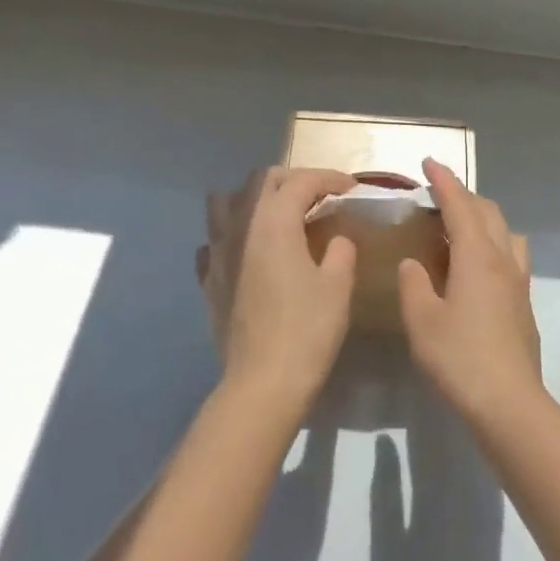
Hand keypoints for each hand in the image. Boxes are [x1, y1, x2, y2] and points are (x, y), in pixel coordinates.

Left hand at [197, 166, 358, 411]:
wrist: (263, 382)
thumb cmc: (307, 330)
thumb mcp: (338, 286)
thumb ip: (340, 251)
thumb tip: (337, 239)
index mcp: (274, 223)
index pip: (301, 181)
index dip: (329, 178)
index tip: (350, 188)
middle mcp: (240, 227)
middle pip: (261, 181)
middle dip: (293, 180)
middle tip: (320, 196)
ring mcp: (218, 253)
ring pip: (227, 202)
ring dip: (255, 199)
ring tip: (279, 214)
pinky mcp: (209, 279)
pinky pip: (214, 240)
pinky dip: (233, 233)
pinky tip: (249, 250)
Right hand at [397, 158, 541, 416]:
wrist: (508, 401)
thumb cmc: (460, 358)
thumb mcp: (423, 321)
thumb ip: (414, 285)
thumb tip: (413, 264)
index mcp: (477, 256)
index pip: (460, 206)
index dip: (444, 181)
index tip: (429, 162)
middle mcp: (503, 261)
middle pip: (488, 213)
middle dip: (464, 196)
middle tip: (438, 194)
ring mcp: (519, 282)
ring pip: (506, 233)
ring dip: (484, 219)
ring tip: (460, 228)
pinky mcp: (524, 303)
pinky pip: (511, 256)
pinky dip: (493, 245)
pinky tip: (476, 267)